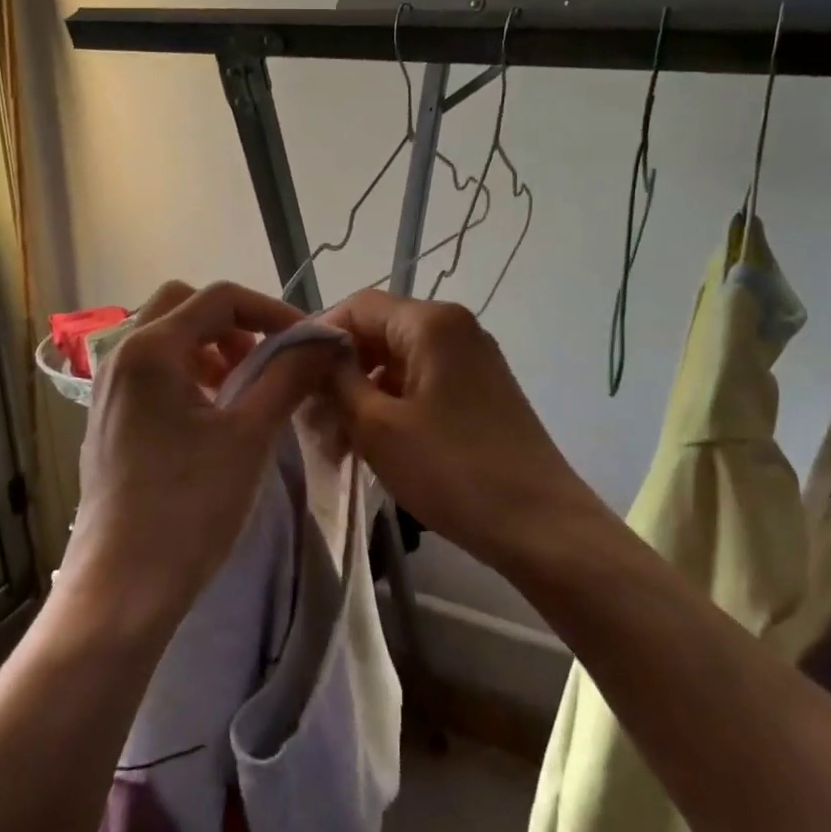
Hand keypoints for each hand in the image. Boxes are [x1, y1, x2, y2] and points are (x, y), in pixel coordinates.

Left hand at [66, 281, 343, 630]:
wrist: (123, 585)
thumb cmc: (189, 505)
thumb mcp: (250, 435)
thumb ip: (288, 376)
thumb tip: (322, 341)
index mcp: (151, 349)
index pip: (219, 298)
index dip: (271, 311)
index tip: (307, 341)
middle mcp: (121, 356)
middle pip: (184, 306)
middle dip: (234, 323)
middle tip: (268, 359)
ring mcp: (108, 388)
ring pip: (166, 338)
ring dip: (211, 347)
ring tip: (245, 388)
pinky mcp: (108, 418)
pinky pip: (152, 371)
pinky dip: (189, 373)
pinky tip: (213, 415)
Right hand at [321, 291, 601, 570]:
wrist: (540, 525)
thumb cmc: (452, 470)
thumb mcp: (377, 426)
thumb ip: (336, 379)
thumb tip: (313, 352)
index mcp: (432, 323)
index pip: (358, 306)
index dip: (319, 334)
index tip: (290, 375)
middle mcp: (456, 329)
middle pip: (380, 332)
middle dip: (341, 369)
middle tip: (310, 415)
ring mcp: (473, 360)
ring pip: (400, 362)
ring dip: (364, 393)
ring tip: (338, 440)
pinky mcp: (481, 391)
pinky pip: (424, 383)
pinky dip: (393, 405)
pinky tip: (374, 444)